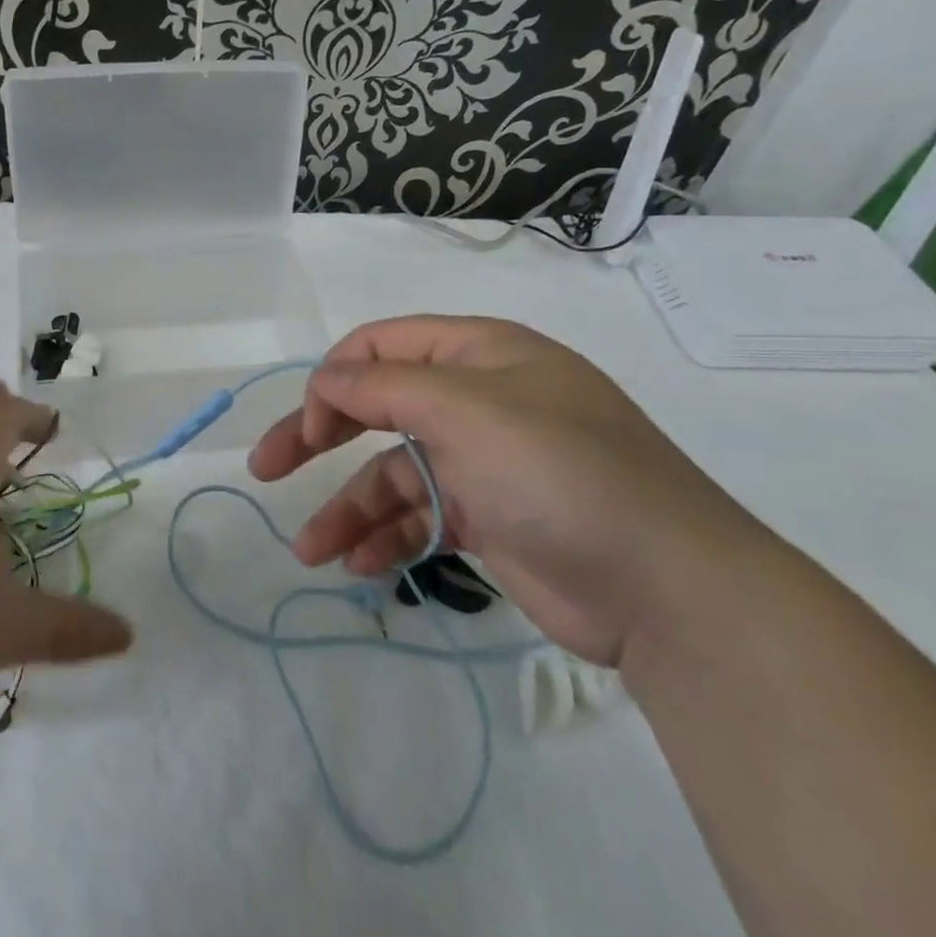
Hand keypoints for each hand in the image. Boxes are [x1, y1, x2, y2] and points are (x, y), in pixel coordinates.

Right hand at [248, 316, 759, 665]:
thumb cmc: (561, 474)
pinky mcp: (489, 518)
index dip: (334, 380)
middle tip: (266, 468)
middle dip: (318, 437)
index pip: (382, 347)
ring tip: (308, 550)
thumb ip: (386, 389)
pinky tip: (359, 567)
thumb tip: (325, 380)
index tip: (308, 427)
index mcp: (479, 356)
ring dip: (347, 507)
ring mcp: (483, 462)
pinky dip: (387, 538)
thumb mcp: (468, 413)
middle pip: (376, 408)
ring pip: (392, 474)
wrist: (669, 589)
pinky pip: (420, 518)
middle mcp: (478, 401)